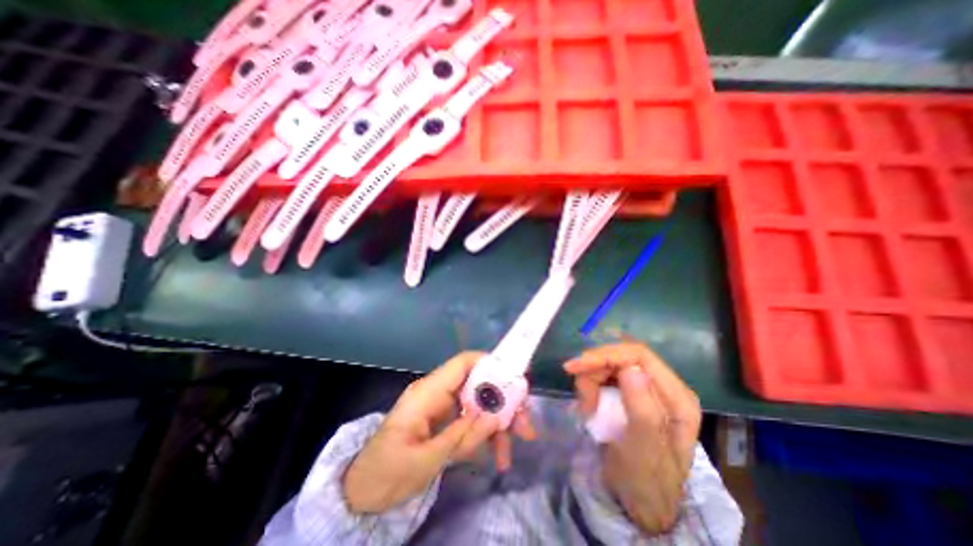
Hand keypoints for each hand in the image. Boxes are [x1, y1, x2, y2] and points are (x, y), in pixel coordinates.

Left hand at [342, 353, 535, 513]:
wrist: (361, 492)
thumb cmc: (386, 472)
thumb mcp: (426, 459)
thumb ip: (462, 435)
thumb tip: (495, 416)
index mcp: (429, 392)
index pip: (463, 363)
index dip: (490, 364)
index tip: (515, 381)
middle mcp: (439, 393)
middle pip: (478, 385)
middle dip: (503, 403)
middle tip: (525, 426)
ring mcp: (443, 407)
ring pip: (478, 404)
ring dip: (497, 424)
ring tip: (508, 454)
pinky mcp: (446, 421)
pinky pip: (471, 420)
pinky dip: (485, 435)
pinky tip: (494, 455)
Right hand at [564, 343, 698, 534]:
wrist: (640, 502)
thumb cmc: (645, 480)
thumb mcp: (644, 450)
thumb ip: (642, 410)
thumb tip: (630, 368)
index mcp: (676, 397)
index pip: (639, 355)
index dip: (605, 354)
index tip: (576, 365)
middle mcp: (663, 386)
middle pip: (620, 357)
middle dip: (594, 371)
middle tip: (583, 399)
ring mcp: (645, 388)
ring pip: (608, 365)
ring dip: (590, 382)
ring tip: (587, 409)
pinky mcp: (630, 392)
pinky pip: (603, 377)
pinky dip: (591, 387)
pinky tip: (590, 407)